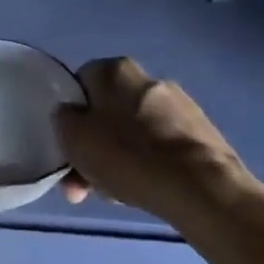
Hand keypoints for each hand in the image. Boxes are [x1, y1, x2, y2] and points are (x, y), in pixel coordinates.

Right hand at [56, 57, 258, 217]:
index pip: (80, 84)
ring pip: (132, 132)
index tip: (68, 146)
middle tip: (83, 183)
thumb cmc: (127, 156)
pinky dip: (147, 164)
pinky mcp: (199, 133)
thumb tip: (71, 114)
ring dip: (118, 159)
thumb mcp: (74, 138)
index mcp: (116, 70)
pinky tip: (142, 189)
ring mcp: (179, 106)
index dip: (70, 116)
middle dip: (93, 146)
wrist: (199, 187)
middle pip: (107, 112)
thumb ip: (64, 120)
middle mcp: (149, 78)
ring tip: (113, 193)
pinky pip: (159, 147)